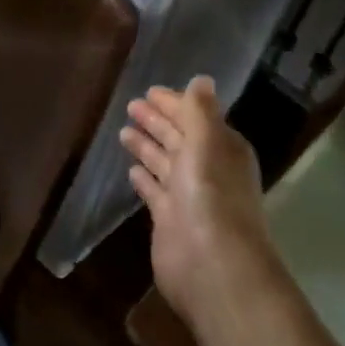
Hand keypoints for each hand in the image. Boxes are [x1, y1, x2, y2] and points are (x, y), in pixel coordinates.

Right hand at [120, 77, 271, 329]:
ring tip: (123, 130)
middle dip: (157, 121)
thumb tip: (202, 79)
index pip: (195, 117)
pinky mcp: (169, 220)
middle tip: (131, 104)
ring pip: (164, 162)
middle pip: (178, 138)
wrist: (212, 266)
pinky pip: (154, 190)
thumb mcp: (206, 142)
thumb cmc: (210, 195)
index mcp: (221, 149)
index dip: (174, 104)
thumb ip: (200, 110)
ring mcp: (187, 196)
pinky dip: (144, 178)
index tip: (150, 91)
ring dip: (147, 146)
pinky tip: (131, 170)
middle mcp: (206, 170)